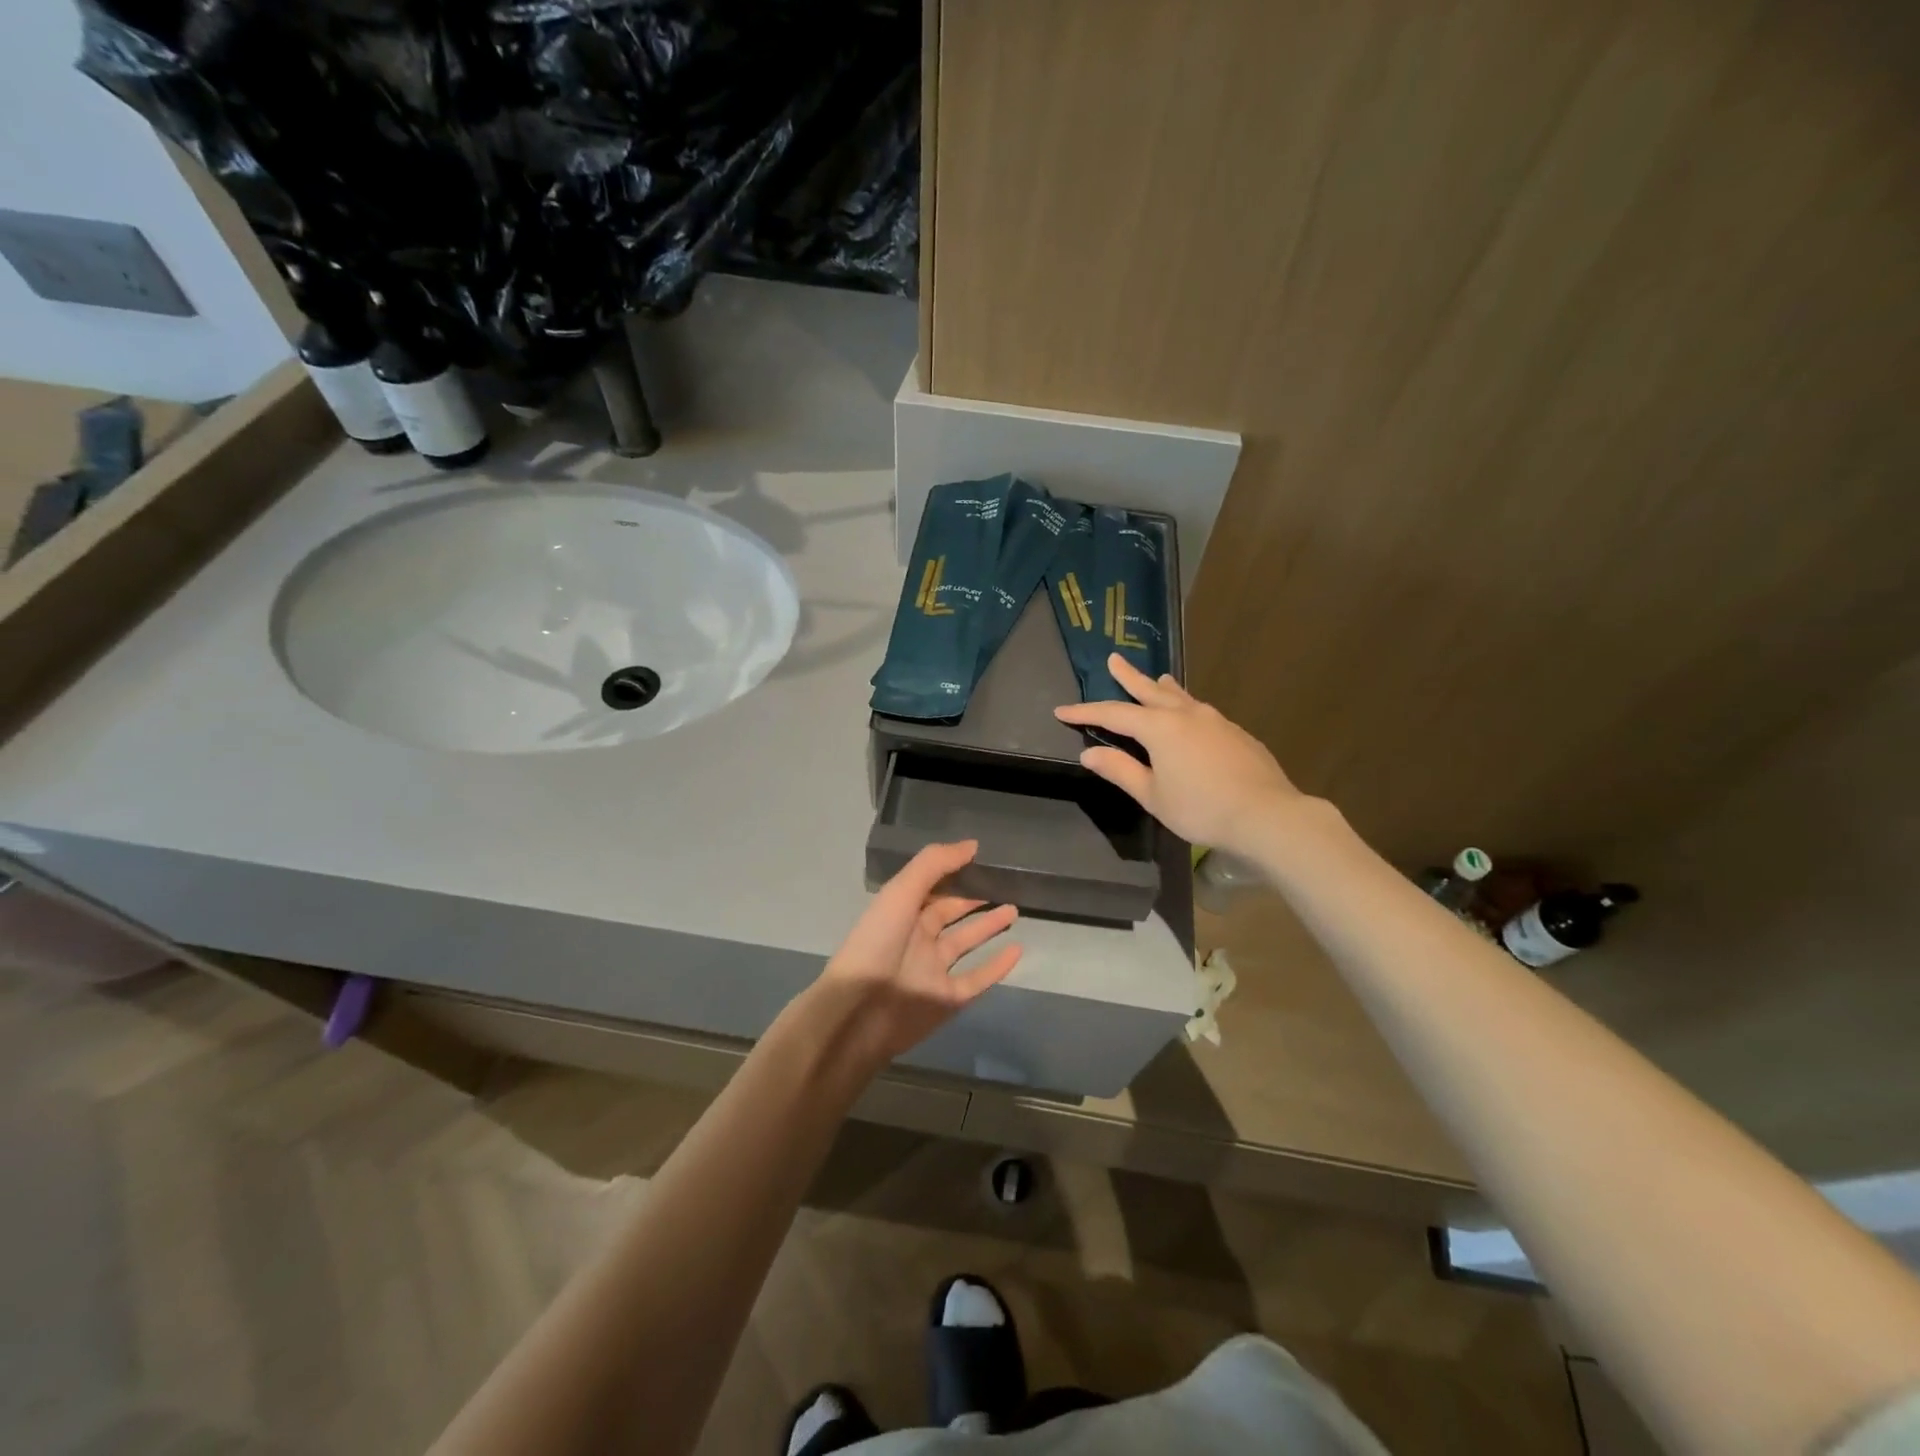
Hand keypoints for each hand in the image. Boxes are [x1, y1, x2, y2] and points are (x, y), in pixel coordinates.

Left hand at [814, 841, 1020, 1066]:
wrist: (859, 1012)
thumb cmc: (876, 944)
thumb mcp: (901, 893)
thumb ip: (934, 865)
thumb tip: (972, 845)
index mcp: (902, 912)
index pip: (933, 887)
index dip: (954, 872)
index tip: (983, 859)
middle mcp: (918, 938)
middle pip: (951, 913)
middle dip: (974, 899)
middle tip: (1005, 885)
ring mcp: (933, 970)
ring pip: (967, 943)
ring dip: (989, 927)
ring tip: (1015, 910)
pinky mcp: (947, 1000)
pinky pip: (977, 979)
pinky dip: (997, 966)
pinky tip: (1017, 950)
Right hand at [1055, 654, 1300, 854]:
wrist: (1266, 814)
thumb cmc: (1200, 808)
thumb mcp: (1152, 795)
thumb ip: (1121, 771)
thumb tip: (1089, 755)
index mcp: (1160, 728)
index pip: (1114, 714)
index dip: (1086, 712)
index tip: (1062, 710)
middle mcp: (1186, 715)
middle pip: (1150, 691)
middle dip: (1128, 677)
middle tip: (1114, 659)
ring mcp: (1215, 721)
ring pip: (1181, 697)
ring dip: (1164, 687)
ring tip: (1158, 677)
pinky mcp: (1236, 733)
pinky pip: (1202, 711)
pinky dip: (1187, 706)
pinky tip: (1192, 717)